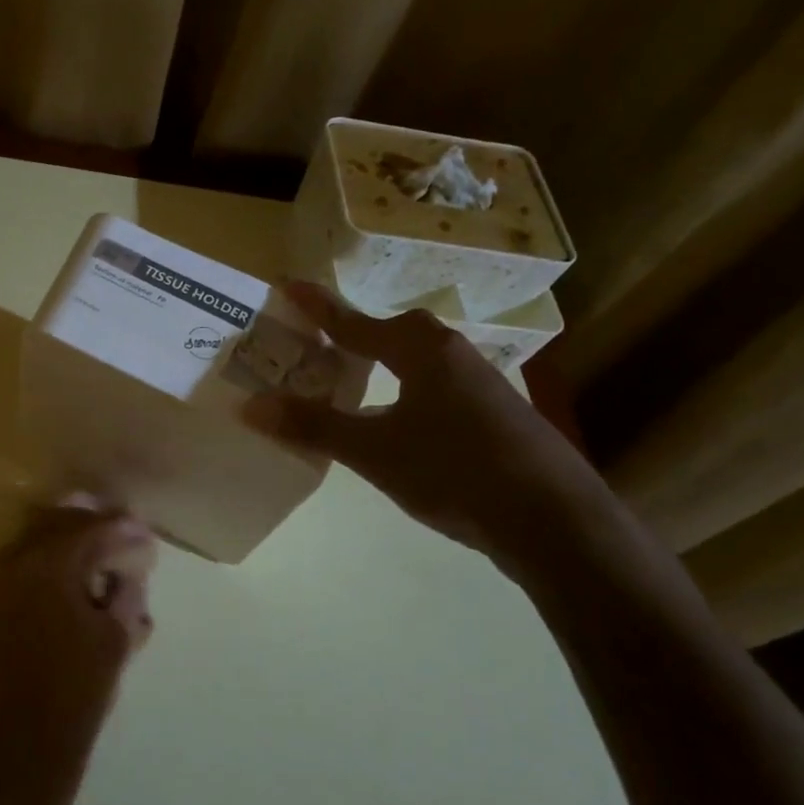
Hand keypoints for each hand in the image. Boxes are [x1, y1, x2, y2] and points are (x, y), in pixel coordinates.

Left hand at [0, 501, 156, 804]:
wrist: (24, 741)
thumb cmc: (78, 689)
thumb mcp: (116, 635)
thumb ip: (126, 590)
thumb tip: (132, 566)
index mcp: (48, 563)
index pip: (92, 528)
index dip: (124, 528)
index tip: (148, 534)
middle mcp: (17, 559)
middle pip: (61, 521)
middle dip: (96, 523)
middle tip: (128, 535)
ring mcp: (0, 578)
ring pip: (40, 535)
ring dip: (73, 537)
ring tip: (106, 553)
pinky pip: (27, 558)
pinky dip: (54, 557)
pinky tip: (80, 575)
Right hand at [246, 283, 610, 568]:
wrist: (552, 520)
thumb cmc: (454, 472)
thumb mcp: (374, 451)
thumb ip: (314, 427)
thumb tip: (251, 406)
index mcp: (422, 352)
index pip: (356, 322)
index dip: (319, 307)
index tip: (287, 284)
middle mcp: (453, 356)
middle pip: (394, 333)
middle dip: (354, 333)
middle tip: (317, 342)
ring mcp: (479, 385)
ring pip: (417, 361)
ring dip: (381, 363)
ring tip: (348, 378)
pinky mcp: (491, 415)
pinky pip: (432, 387)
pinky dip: (402, 390)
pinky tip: (394, 419)